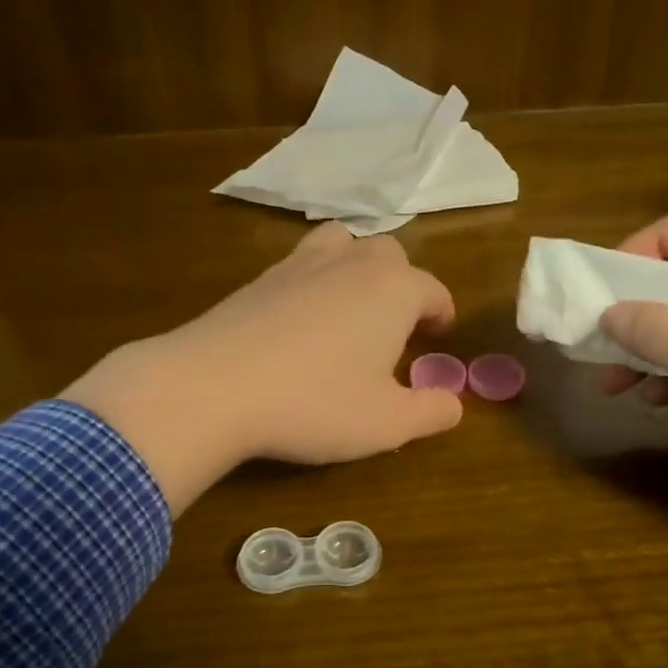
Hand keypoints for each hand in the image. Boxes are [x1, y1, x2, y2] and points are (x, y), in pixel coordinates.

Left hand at [63, 223, 461, 510]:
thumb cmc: (316, 403)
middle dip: (401, 286)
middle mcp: (351, 264)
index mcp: (393, 290)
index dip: (441, 314)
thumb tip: (453, 404)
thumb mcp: (388, 423)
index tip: (438, 337)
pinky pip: (300, 265)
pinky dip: (312, 282)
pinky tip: (300, 321)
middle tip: (395, 328)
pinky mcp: (258, 279)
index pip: (433, 290)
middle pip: (389, 255)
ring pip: (341, 244)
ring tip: (350, 306)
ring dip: (355, 267)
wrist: (214, 386)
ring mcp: (299, 264)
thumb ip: (432, 411)